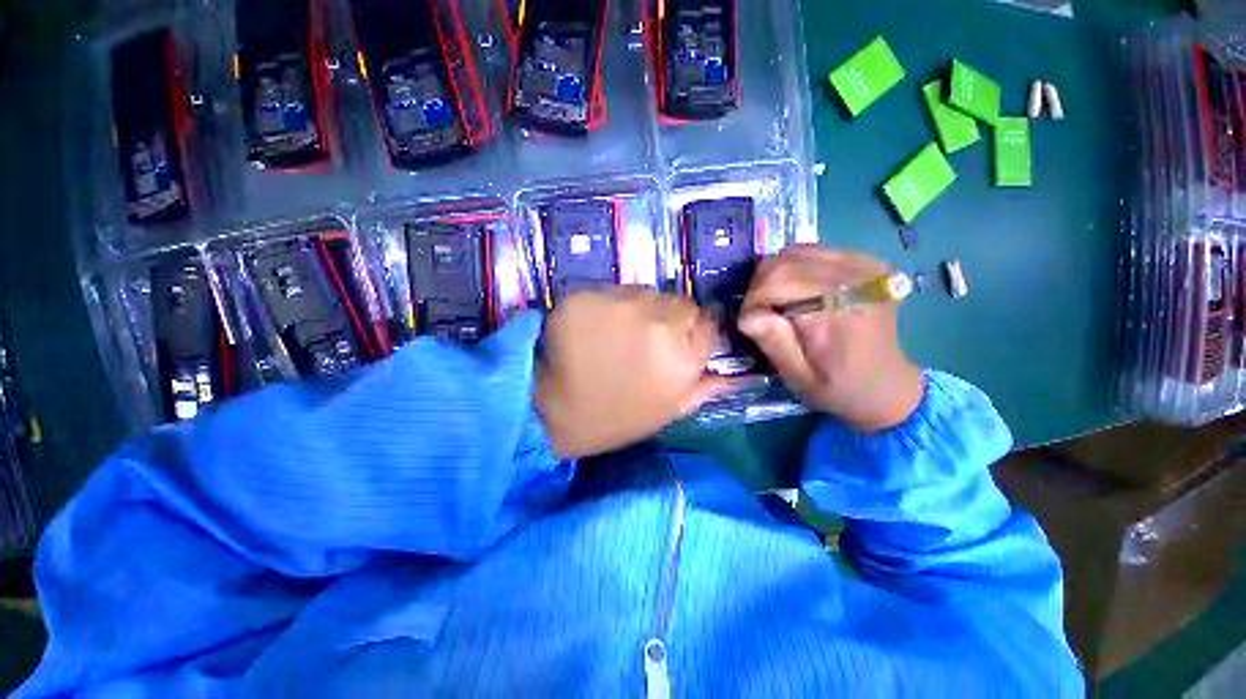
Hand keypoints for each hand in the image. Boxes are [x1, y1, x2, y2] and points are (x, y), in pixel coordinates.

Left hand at [535, 287, 732, 458]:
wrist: (552, 413)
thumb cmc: (615, 417)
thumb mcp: (669, 410)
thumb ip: (706, 386)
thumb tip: (740, 373)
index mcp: (683, 356)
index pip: (707, 318)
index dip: (692, 327)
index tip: (678, 336)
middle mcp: (657, 322)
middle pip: (675, 300)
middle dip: (665, 316)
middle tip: (642, 338)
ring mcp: (618, 304)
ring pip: (641, 291)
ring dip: (635, 308)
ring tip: (615, 333)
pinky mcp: (584, 296)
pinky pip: (607, 292)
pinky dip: (604, 305)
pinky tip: (592, 328)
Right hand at [738, 245, 923, 431]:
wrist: (887, 386)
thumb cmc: (838, 388)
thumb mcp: (798, 377)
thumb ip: (774, 343)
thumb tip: (747, 315)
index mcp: (839, 310)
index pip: (777, 281)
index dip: (753, 300)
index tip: (749, 324)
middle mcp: (855, 278)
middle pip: (784, 261)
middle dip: (760, 286)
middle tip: (760, 313)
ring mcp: (865, 265)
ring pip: (795, 252)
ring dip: (776, 276)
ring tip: (778, 303)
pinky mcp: (866, 262)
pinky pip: (813, 252)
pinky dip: (795, 269)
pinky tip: (799, 292)